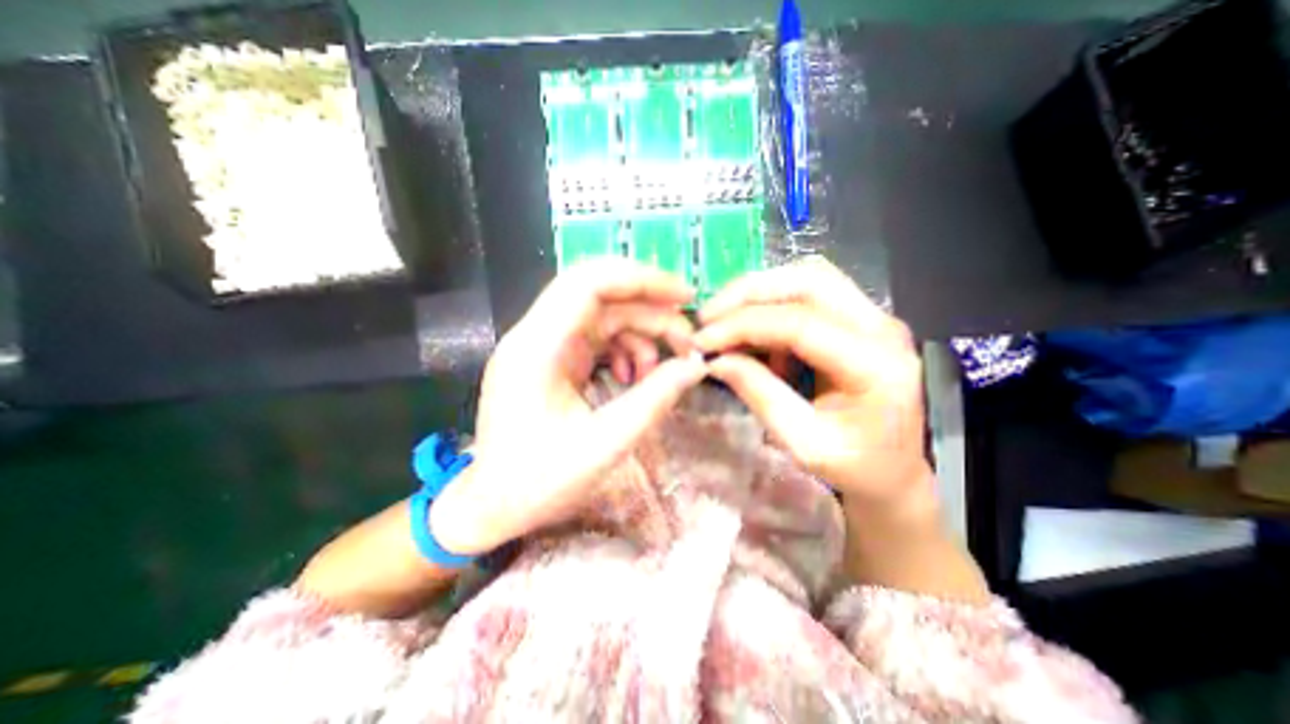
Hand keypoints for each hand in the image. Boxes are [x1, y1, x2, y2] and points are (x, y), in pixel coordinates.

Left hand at [429, 257, 704, 552]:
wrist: (492, 506)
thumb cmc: (538, 482)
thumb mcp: (605, 444)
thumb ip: (654, 400)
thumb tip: (696, 366)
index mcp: (537, 348)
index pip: (589, 283)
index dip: (641, 280)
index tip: (684, 298)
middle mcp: (536, 335)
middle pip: (599, 293)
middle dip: (649, 305)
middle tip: (686, 332)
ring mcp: (544, 345)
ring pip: (603, 316)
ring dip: (641, 334)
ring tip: (664, 369)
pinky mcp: (553, 359)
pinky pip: (598, 338)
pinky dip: (625, 350)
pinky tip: (634, 379)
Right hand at [689, 258, 932, 512]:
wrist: (894, 471)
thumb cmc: (854, 467)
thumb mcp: (802, 443)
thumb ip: (759, 395)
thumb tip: (715, 360)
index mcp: (876, 365)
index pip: (799, 323)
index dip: (742, 325)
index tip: (701, 340)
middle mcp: (882, 327)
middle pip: (808, 280)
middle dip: (748, 292)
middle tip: (708, 316)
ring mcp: (874, 317)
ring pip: (808, 278)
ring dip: (759, 294)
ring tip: (724, 322)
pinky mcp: (859, 319)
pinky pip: (808, 295)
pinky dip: (772, 307)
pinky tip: (754, 336)